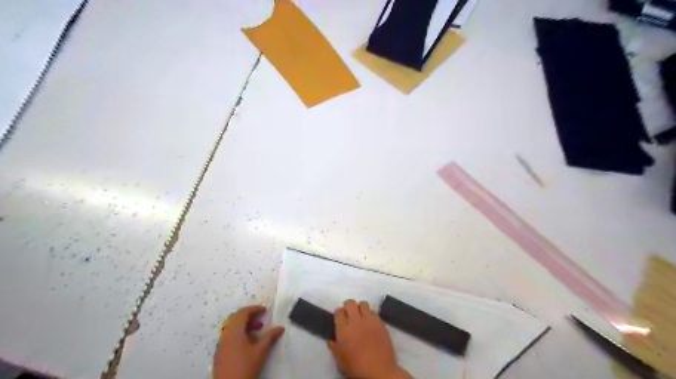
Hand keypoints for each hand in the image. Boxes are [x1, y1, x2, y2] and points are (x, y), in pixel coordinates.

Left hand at [212, 306, 283, 378]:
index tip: (265, 311)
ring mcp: (221, 343)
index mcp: (234, 330)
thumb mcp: (260, 351)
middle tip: (261, 318)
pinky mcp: (220, 352)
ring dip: (244, 325)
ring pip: (232, 327)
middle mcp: (225, 334)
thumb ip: (270, 337)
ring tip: (257, 330)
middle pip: (236, 318)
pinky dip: (239, 333)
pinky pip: (229, 335)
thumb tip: (280, 327)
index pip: (243, 312)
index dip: (254, 309)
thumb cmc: (245, 366)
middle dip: (249, 315)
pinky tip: (248, 343)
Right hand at [327, 299, 411, 378]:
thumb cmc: (357, 368)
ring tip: (361, 317)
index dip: (338, 313)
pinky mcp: (380, 323)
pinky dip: (371, 315)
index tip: (340, 318)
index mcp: (343, 330)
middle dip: (348, 306)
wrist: (380, 371)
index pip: (338, 311)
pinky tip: (371, 324)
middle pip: (350, 303)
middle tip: (349, 315)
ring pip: (363, 304)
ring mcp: (369, 320)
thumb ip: (335, 349)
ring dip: (360, 308)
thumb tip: (331, 341)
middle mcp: (355, 321)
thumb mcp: (341, 362)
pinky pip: (374, 312)